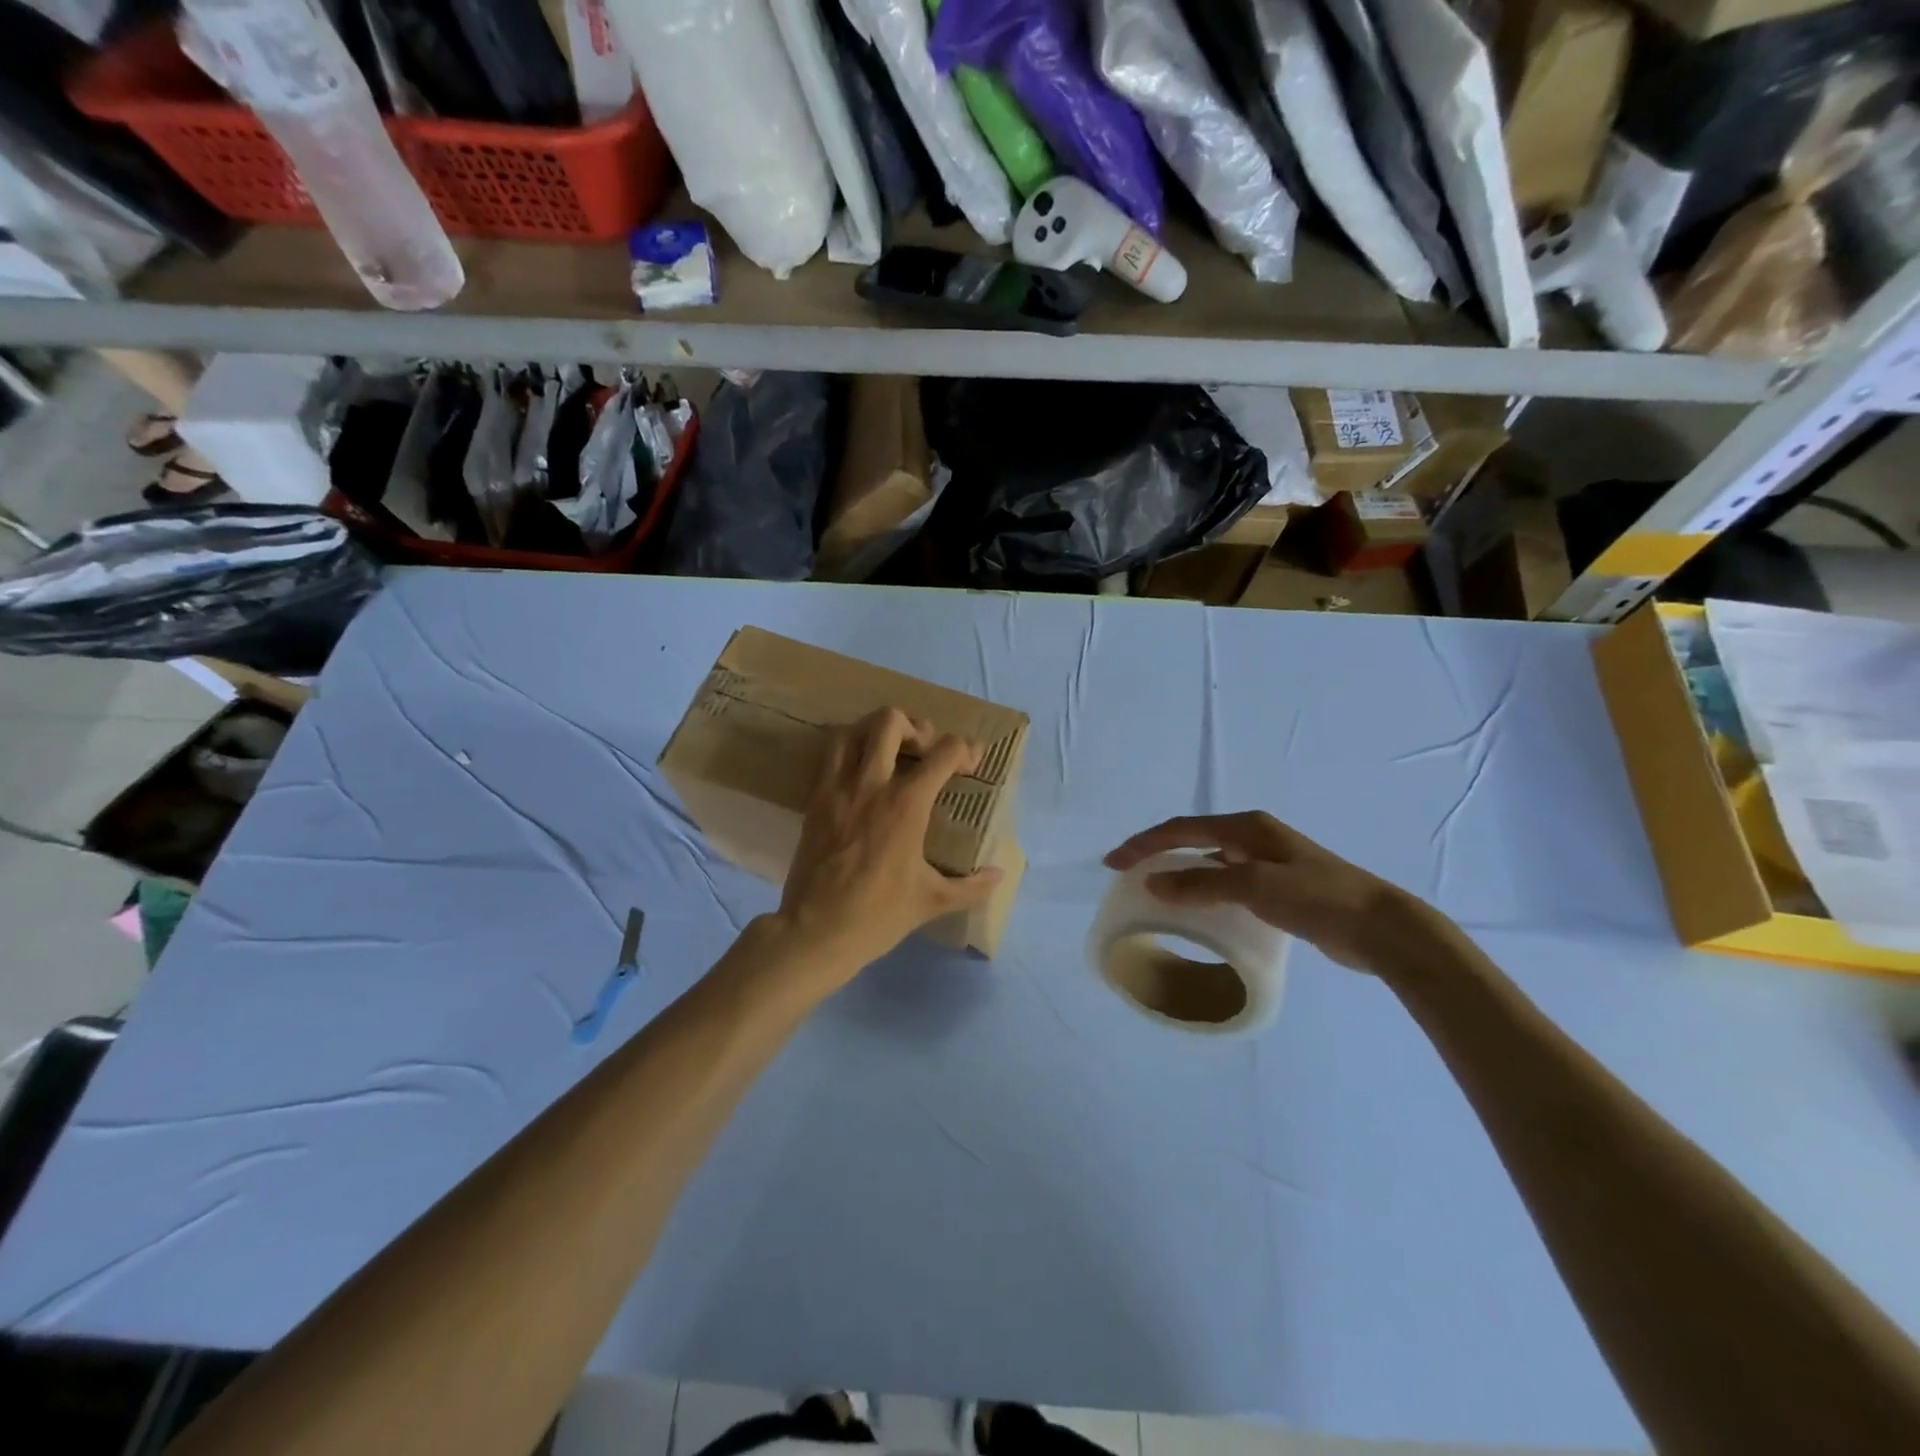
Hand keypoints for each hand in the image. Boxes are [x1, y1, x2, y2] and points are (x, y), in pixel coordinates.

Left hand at [774, 707, 1003, 987]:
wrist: (816, 931)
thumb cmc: (879, 915)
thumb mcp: (932, 900)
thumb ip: (972, 886)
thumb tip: (1000, 875)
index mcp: (906, 804)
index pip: (943, 752)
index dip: (965, 749)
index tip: (971, 762)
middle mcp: (871, 784)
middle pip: (890, 721)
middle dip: (915, 726)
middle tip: (925, 749)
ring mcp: (837, 789)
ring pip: (851, 730)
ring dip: (874, 731)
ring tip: (889, 751)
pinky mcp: (814, 800)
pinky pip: (828, 756)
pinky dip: (848, 750)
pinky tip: (861, 774)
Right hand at [1105, 811, 1435, 971]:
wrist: (1381, 927)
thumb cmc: (1317, 898)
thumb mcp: (1254, 886)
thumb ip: (1201, 883)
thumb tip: (1152, 882)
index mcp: (1245, 827)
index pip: (1180, 829)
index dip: (1143, 843)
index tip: (1112, 863)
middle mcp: (1253, 837)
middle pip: (1191, 838)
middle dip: (1156, 852)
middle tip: (1126, 873)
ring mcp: (1267, 860)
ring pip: (1208, 860)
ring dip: (1178, 870)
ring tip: (1153, 889)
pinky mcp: (1278, 885)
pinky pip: (1225, 880)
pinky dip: (1202, 887)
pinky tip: (1197, 907)